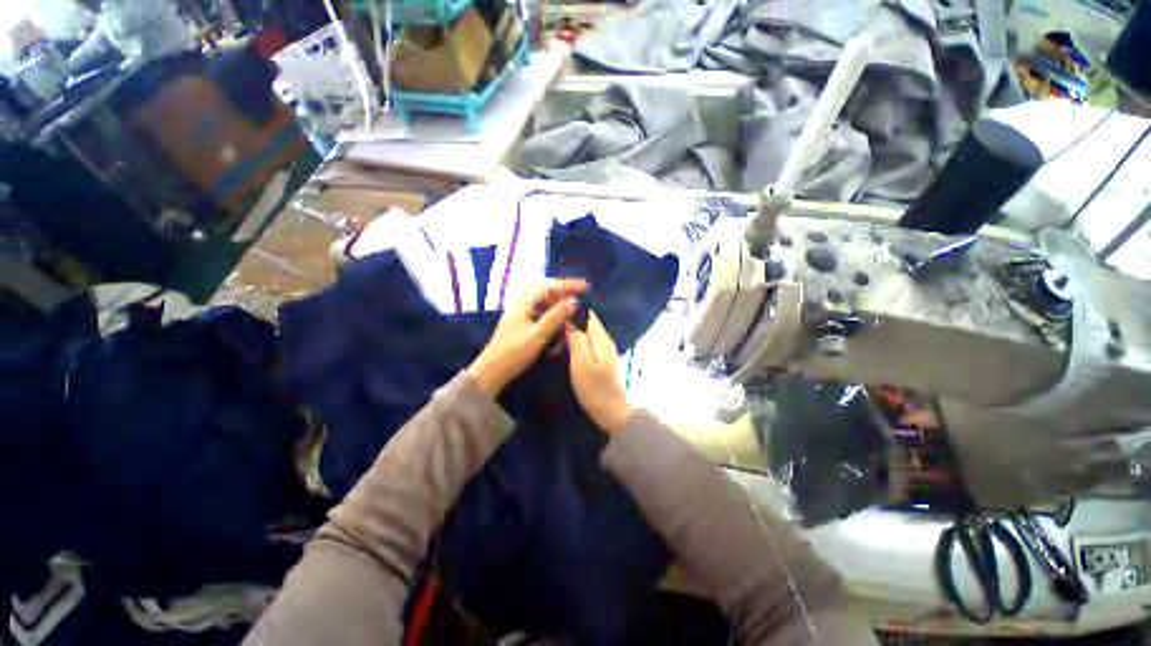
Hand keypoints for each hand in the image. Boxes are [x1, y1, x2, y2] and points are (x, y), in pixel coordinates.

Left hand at [467, 278, 587, 395]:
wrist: (491, 372)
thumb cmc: (514, 353)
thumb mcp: (538, 335)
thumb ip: (555, 317)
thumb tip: (573, 301)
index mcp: (522, 304)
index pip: (547, 286)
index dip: (567, 285)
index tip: (584, 287)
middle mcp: (520, 306)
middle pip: (544, 292)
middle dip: (562, 295)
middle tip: (577, 301)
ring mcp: (519, 316)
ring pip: (541, 304)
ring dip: (556, 308)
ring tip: (569, 316)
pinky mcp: (519, 326)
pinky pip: (538, 315)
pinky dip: (549, 319)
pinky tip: (557, 329)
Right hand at [565, 311, 635, 435]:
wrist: (611, 411)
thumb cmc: (594, 387)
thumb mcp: (581, 362)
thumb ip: (577, 339)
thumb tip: (570, 320)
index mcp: (602, 338)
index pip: (589, 315)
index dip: (574, 310)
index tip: (557, 309)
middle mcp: (606, 341)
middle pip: (589, 324)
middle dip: (573, 321)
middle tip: (554, 321)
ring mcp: (605, 352)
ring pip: (588, 334)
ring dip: (575, 332)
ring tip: (557, 332)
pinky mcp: (602, 362)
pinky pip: (589, 345)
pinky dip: (579, 343)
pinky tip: (568, 347)